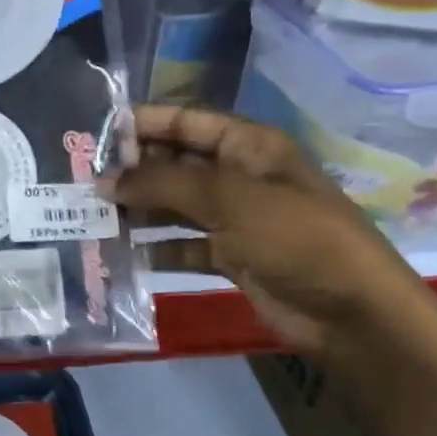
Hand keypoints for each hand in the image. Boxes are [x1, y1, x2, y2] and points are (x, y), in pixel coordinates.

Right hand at [102, 104, 431, 354]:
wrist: (353, 314)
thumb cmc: (295, 238)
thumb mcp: (229, 198)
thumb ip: (163, 183)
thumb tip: (105, 181)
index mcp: (248, 146)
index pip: (186, 121)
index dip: (142, 124)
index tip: (94, 135)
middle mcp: (238, 176)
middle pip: (175, 162)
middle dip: (133, 171)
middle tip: (83, 182)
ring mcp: (235, 218)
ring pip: (174, 205)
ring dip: (138, 210)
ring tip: (93, 217)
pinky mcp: (231, 257)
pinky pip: (183, 245)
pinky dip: (155, 249)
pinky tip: (123, 254)